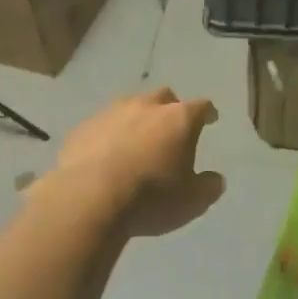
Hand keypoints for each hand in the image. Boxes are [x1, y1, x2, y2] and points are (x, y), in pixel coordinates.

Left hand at [53, 88, 225, 237]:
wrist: (88, 199)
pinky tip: (104, 154)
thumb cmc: (150, 198)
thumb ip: (208, 186)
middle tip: (171, 128)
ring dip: (136, 118)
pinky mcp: (82, 128)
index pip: (201, 106)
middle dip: (170, 108)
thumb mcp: (192, 201)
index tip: (211, 119)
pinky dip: (108, 135)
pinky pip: (101, 126)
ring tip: (135, 140)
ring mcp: (110, 113)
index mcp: (179, 119)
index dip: (208, 113)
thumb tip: (215, 179)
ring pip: (129, 106)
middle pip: (164, 97)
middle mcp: (146, 106)